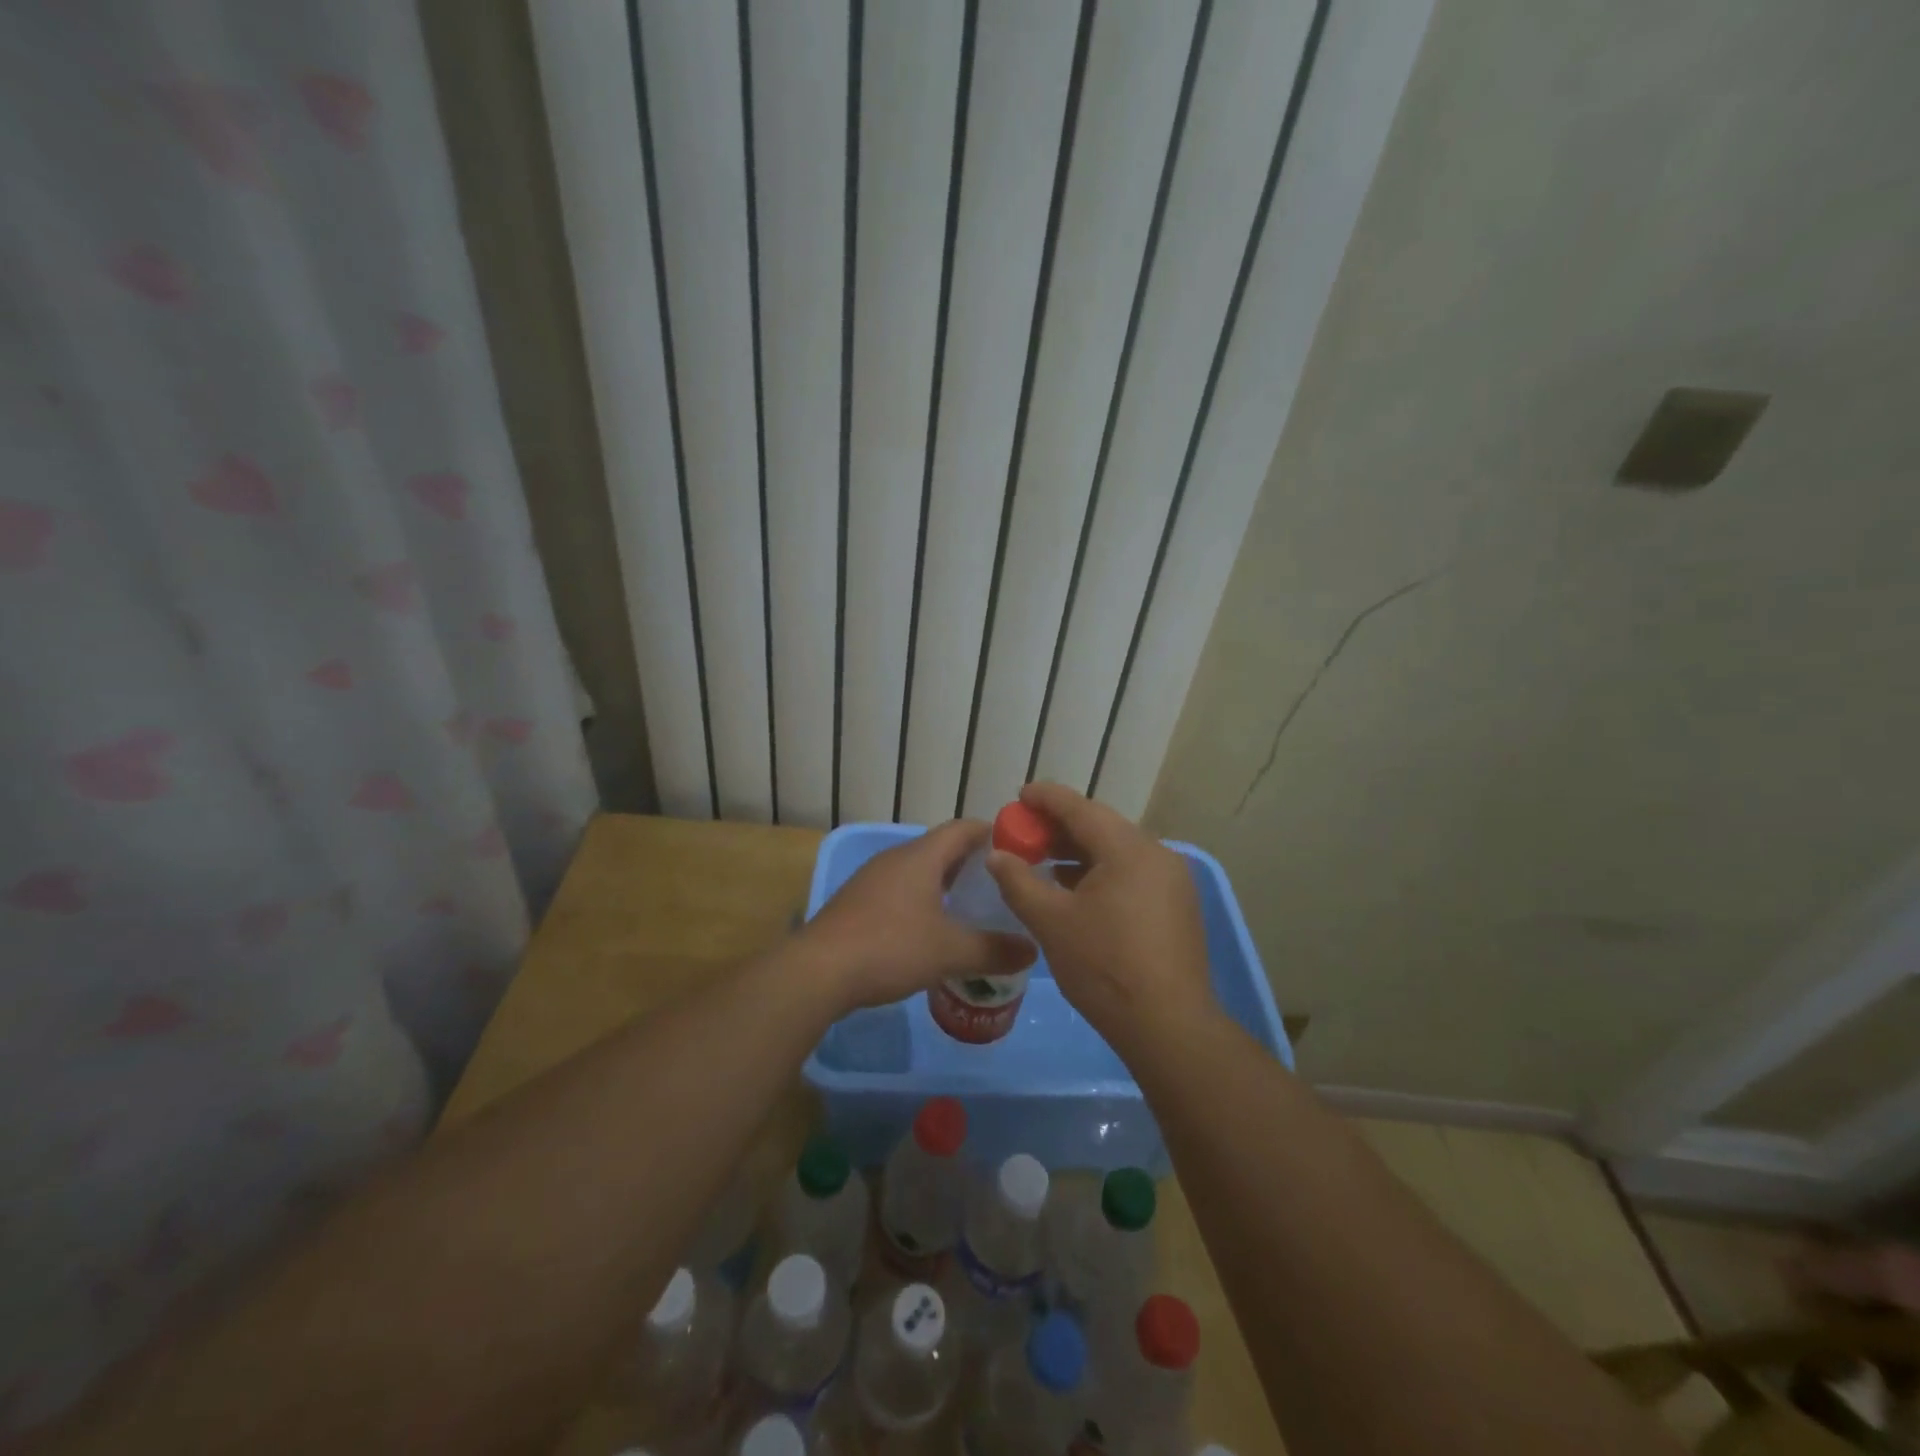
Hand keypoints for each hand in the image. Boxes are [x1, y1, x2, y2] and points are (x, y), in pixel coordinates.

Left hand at [800, 820, 1035, 1010]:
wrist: (818, 971)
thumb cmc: (890, 947)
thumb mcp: (950, 952)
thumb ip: (994, 949)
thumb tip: (1032, 949)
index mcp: (921, 856)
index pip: (963, 828)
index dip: (992, 834)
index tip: (1019, 851)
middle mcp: (896, 858)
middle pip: (942, 849)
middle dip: (972, 864)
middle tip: (1001, 886)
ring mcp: (872, 880)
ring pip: (919, 872)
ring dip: (946, 885)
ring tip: (971, 909)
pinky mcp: (858, 903)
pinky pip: (901, 891)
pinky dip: (923, 902)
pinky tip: (931, 931)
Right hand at [986, 783, 1214, 1042]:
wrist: (1168, 1026)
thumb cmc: (1104, 967)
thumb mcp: (1051, 922)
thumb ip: (1019, 882)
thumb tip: (997, 856)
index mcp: (1129, 850)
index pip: (1081, 809)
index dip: (1046, 798)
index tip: (1020, 795)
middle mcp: (1157, 854)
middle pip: (1101, 827)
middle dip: (1060, 826)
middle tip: (1026, 831)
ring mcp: (1172, 881)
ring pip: (1117, 852)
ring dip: (1080, 851)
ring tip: (1045, 860)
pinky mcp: (1177, 906)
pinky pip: (1132, 873)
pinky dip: (1101, 872)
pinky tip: (1077, 890)